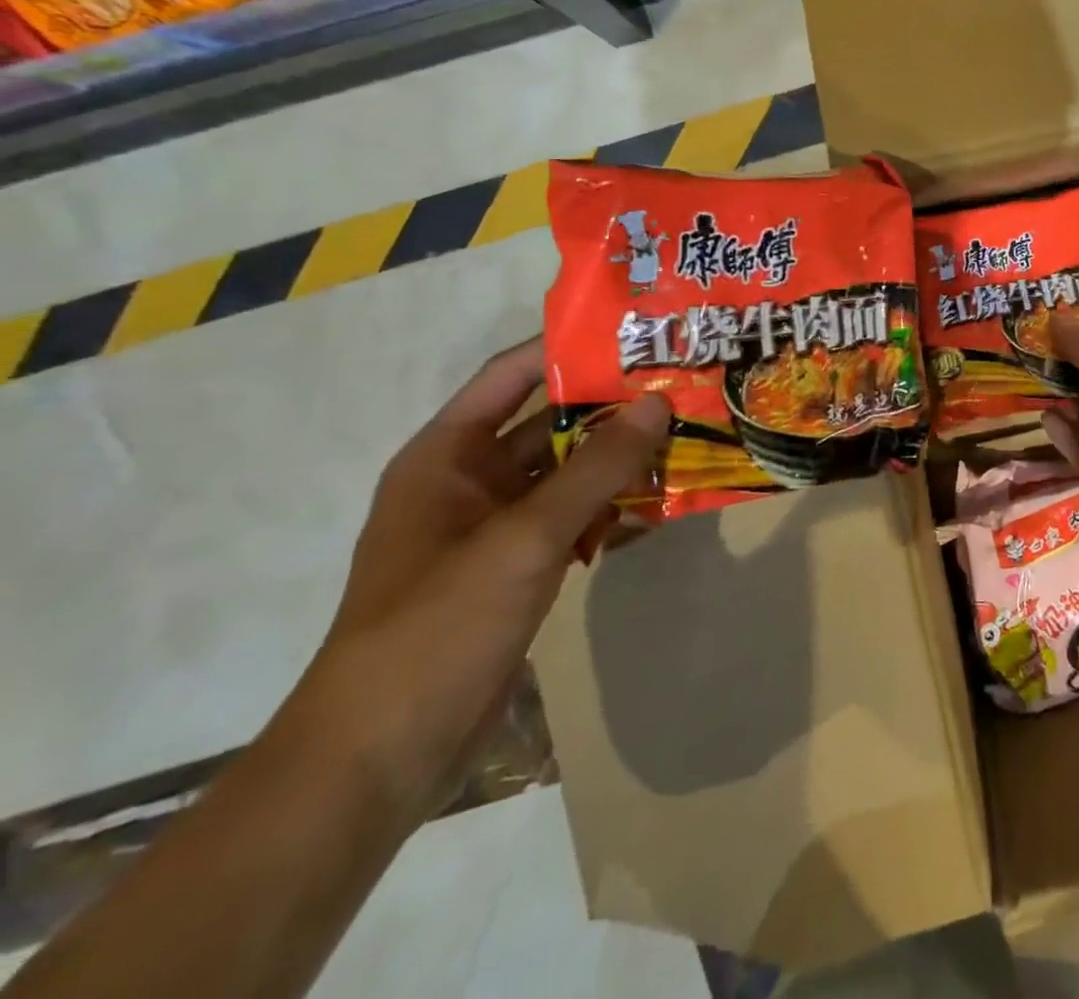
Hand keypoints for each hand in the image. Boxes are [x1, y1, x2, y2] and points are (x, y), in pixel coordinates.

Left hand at [294, 339, 668, 823]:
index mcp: (446, 455)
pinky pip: (571, 518)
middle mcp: (468, 480)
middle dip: (612, 408)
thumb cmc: (439, 627)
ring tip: (686, 438)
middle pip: (549, 422)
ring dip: (618, 461)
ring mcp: (493, 527)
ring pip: (567, 473)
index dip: (570, 348)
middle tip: (681, 386)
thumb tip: (658, 403)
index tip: (638, 334)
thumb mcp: (525, 538)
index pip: (513, 375)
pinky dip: (608, 509)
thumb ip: (595, 468)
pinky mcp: (515, 567)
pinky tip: (657, 506)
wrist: (381, 757)